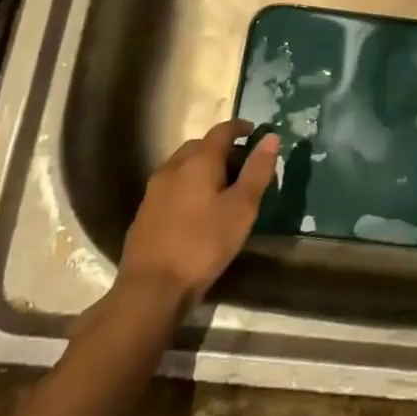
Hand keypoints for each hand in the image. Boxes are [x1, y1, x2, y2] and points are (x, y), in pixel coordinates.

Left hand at [109, 121, 279, 314]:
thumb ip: (257, 171)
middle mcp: (173, 166)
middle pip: (200, 146)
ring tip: (222, 187)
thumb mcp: (242, 208)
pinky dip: (188, 185)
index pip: (222, 131)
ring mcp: (155, 189)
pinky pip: (172, 185)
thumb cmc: (204, 244)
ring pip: (183, 165)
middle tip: (242, 165)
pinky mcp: (145, 211)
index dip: (240, 128)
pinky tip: (197, 209)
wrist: (151, 288)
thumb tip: (271, 137)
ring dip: (203, 167)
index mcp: (199, 161)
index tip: (254, 132)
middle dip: (222, 149)